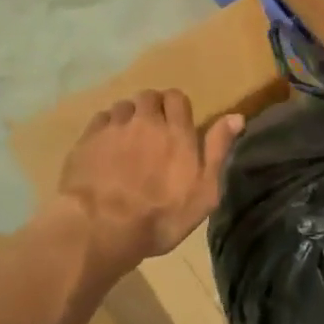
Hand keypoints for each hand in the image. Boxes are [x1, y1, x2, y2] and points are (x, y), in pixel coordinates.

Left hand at [54, 90, 243, 284]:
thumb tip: (236, 116)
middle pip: (149, 96)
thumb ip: (217, 151)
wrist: (101, 227)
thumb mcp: (203, 192)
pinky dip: (106, 127)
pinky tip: (105, 147)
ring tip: (127, 140)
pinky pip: (100, 119)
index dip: (177, 108)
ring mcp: (114, 127)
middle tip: (152, 132)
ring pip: (123, 106)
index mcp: (176, 132)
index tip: (176, 126)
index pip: (177, 98)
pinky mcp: (87, 138)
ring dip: (128, 117)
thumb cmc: (160, 217)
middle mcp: (145, 120)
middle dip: (152, 108)